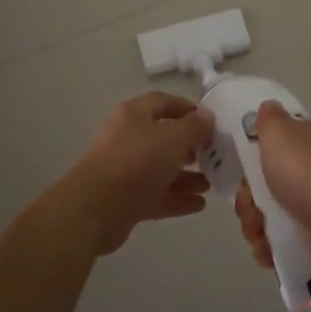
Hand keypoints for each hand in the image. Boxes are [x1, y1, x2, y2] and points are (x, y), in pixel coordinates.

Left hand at [64, 92, 214, 253]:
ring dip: (187, 175)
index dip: (188, 109)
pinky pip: (157, 194)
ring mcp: (126, 170)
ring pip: (162, 169)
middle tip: (214, 154)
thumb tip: (207, 116)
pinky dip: (178, 198)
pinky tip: (200, 204)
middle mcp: (129, 138)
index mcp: (135, 115)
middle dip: (191, 146)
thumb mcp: (173, 138)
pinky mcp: (127, 199)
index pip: (164, 102)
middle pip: (164, 137)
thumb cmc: (137, 162)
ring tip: (212, 183)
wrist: (96, 209)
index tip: (211, 121)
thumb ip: (195, 126)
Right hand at [232, 103, 310, 279]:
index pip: (271, 147)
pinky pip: (283, 246)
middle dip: (248, 202)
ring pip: (269, 218)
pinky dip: (270, 251)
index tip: (241, 174)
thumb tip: (268, 107)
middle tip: (251, 208)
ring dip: (255, 229)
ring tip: (261, 237)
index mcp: (306, 142)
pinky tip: (269, 254)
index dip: (249, 162)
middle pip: (264, 187)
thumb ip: (268, 119)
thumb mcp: (280, 133)